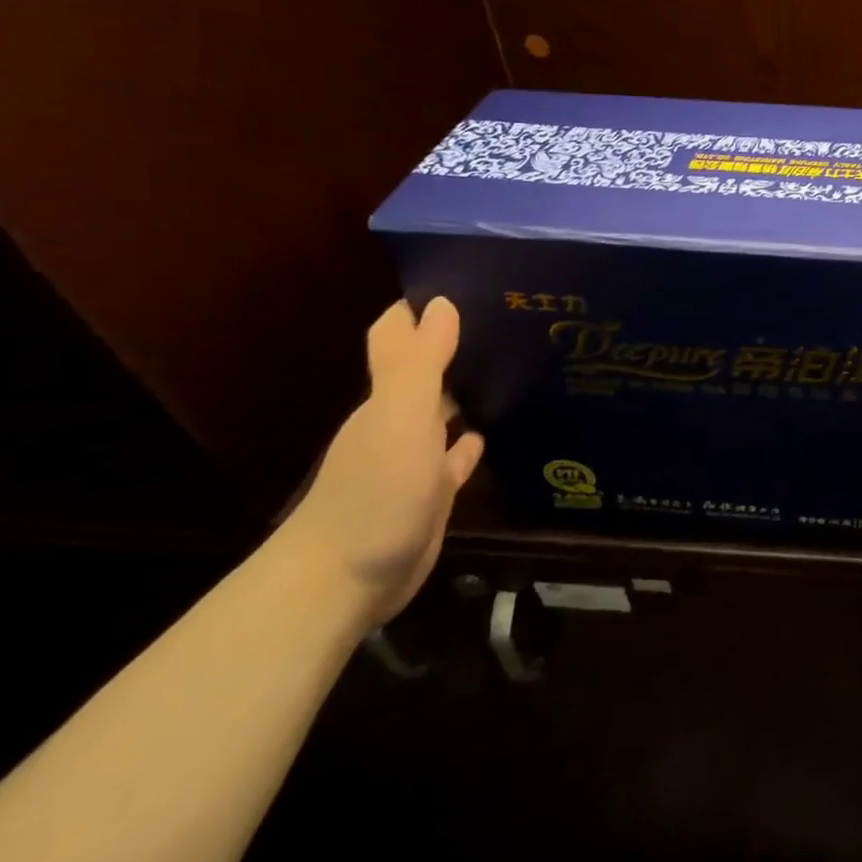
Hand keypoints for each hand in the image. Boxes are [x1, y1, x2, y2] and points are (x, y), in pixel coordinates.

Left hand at [280, 298, 483, 627]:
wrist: (344, 582)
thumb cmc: (375, 492)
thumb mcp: (400, 418)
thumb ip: (419, 361)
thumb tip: (441, 302)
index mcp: (388, 399)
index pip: (402, 339)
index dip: (425, 309)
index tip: (467, 278)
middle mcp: (398, 422)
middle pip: (427, 372)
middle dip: (457, 344)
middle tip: (510, 317)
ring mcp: (413, 460)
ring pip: (444, 412)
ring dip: (469, 390)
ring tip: (517, 363)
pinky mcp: (431, 493)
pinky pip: (456, 456)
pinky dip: (472, 440)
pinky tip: (494, 429)